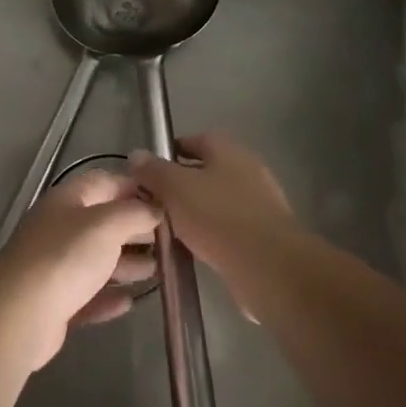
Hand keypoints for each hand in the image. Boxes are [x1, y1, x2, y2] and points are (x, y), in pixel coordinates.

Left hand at [0, 171, 159, 370]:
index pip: (105, 182)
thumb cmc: (66, 257)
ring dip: (126, 265)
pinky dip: (107, 296)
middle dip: (135, 230)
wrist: (19, 314)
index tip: (166, 202)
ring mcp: (53, 266)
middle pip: (102, 222)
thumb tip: (154, 209)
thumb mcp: (107, 224)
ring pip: (96, 260)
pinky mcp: (53, 302)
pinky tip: (127, 302)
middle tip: (168, 241)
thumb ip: (135, 212)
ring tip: (157, 272)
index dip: (135, 188)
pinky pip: (87, 295)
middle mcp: (59, 228)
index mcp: (68, 200)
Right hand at [128, 134, 297, 282]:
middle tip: (153, 202)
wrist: (269, 265)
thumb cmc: (218, 217)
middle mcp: (248, 170)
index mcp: (229, 151)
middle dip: (180, 185)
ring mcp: (260, 203)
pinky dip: (210, 234)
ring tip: (167, 229)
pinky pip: (228, 227)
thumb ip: (153, 171)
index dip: (169, 152)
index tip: (147, 171)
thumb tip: (137, 154)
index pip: (195, 140)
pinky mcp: (264, 234)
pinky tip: (193, 249)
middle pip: (206, 171)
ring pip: (216, 201)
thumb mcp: (175, 188)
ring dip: (194, 211)